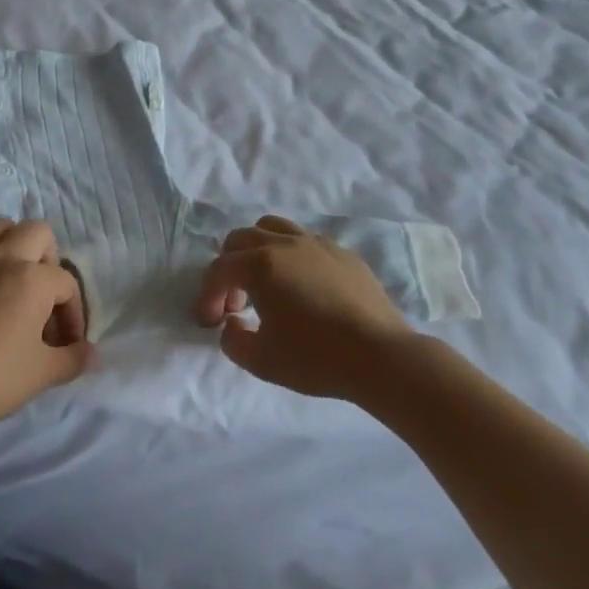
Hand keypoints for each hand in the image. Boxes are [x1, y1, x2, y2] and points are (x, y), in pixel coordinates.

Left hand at [0, 220, 89, 440]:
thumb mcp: (42, 374)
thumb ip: (74, 359)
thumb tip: (92, 353)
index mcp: (33, 279)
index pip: (66, 284)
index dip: (72, 314)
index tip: (64, 343)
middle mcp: (1, 255)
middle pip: (37, 233)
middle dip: (47, 260)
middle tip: (40, 295)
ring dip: (10, 249)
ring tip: (6, 284)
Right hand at [195, 216, 415, 401]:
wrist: (381, 357)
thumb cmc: (316, 358)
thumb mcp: (261, 361)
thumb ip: (233, 341)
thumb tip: (232, 322)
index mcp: (260, 265)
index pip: (219, 270)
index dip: (207, 296)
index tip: (209, 323)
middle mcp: (285, 244)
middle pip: (240, 239)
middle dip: (229, 269)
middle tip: (236, 303)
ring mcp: (317, 244)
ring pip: (272, 227)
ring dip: (257, 251)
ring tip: (264, 282)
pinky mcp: (343, 253)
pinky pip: (304, 241)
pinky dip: (290, 255)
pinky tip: (301, 286)